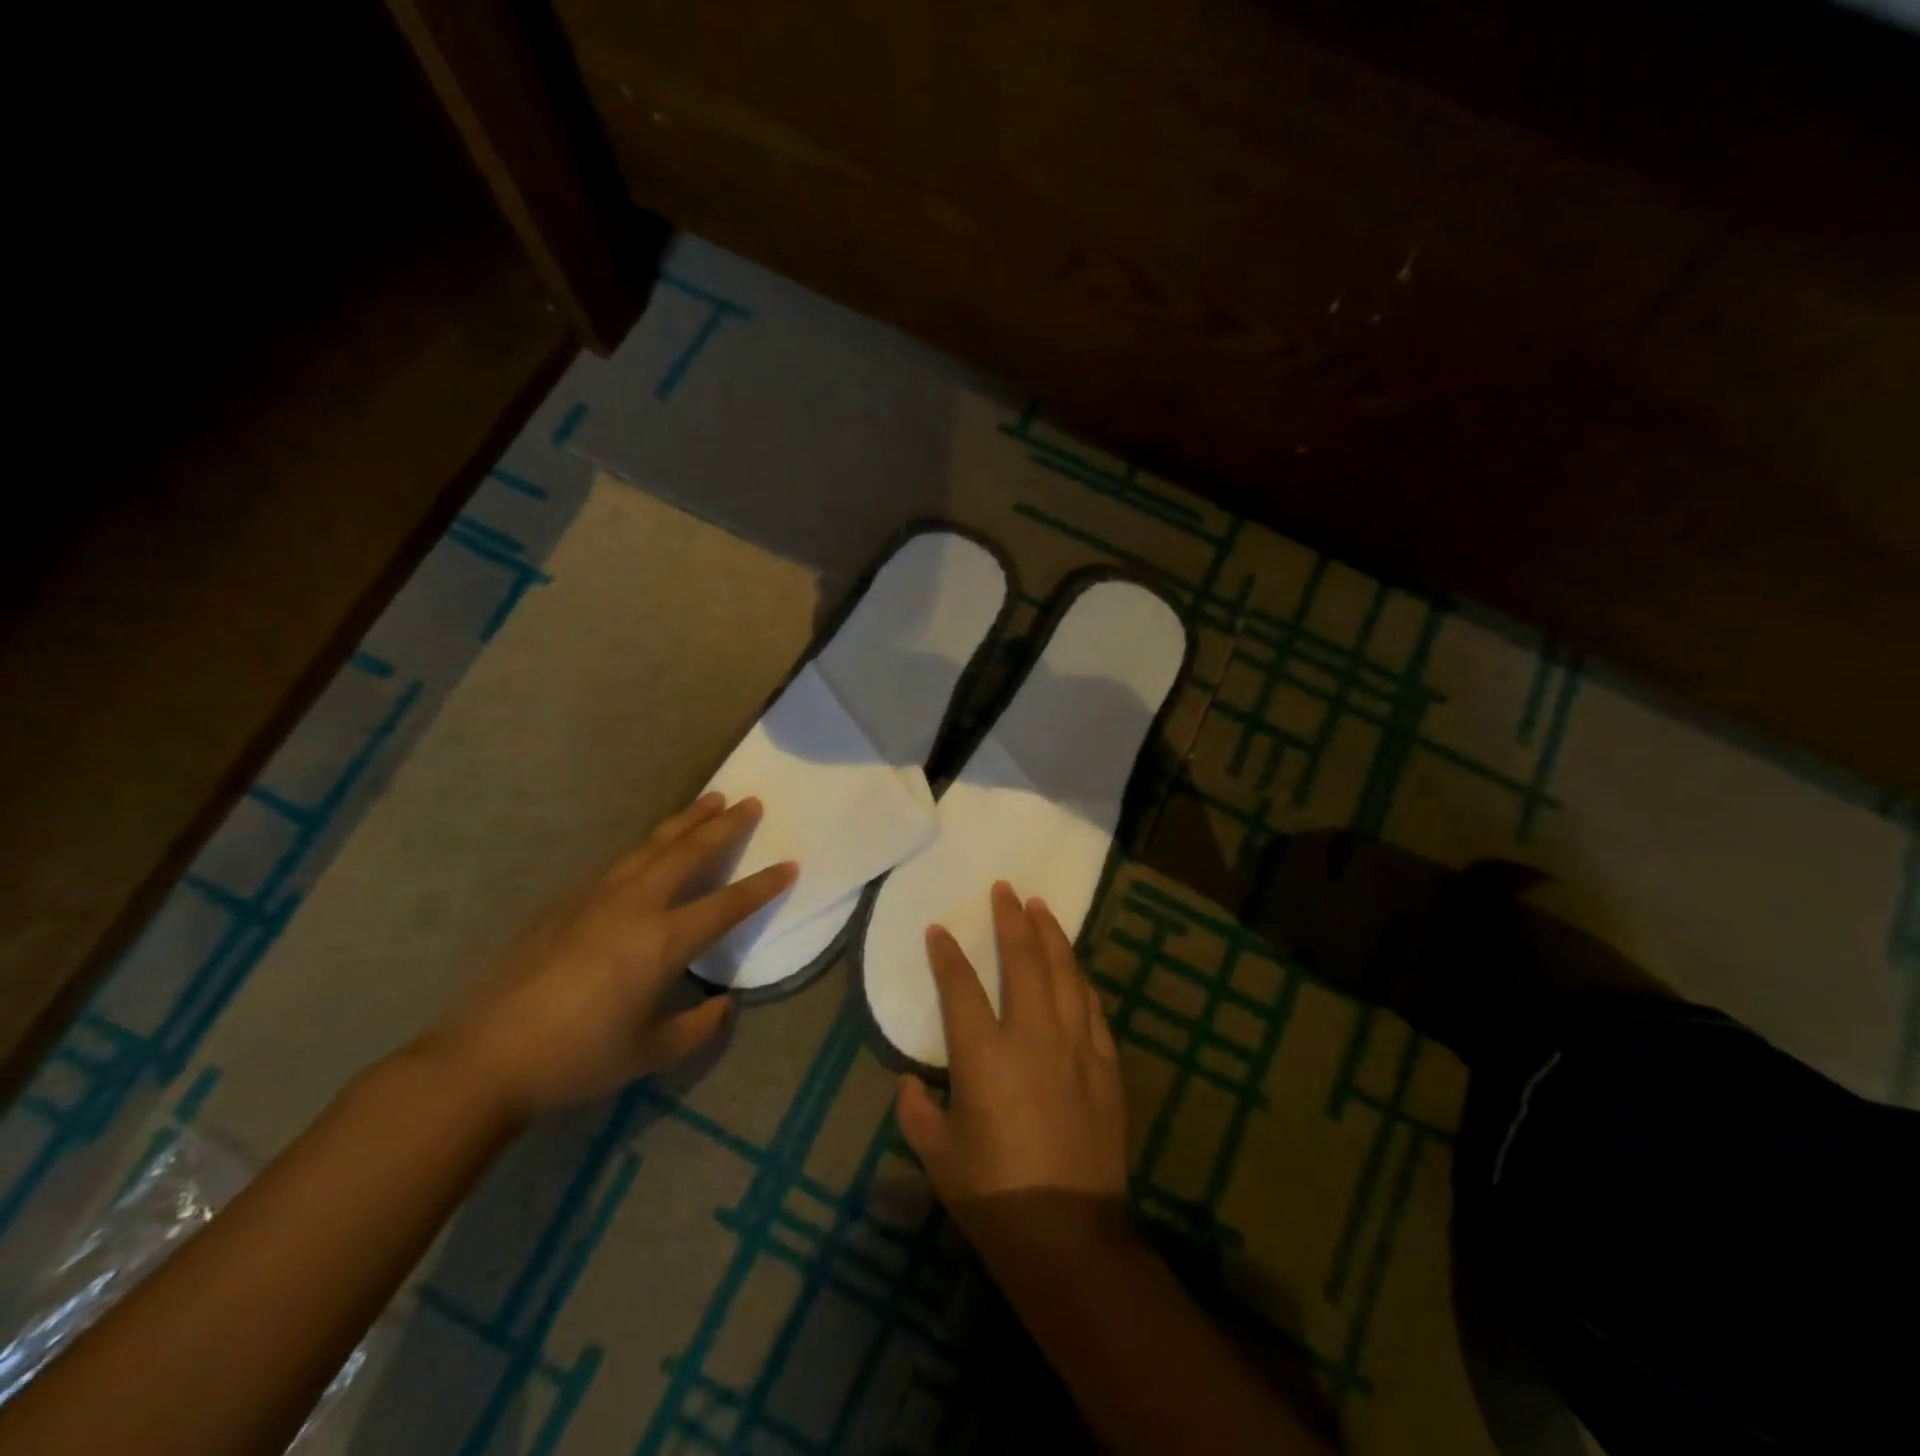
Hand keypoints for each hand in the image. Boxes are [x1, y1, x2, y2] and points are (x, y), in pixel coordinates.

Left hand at [426, 793, 795, 1120]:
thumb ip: (696, 1026)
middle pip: (690, 852)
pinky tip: (652, 846)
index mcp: (664, 941)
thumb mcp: (649, 1052)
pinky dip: (648, 844)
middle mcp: (636, 905)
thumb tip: (723, 1004)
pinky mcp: (568, 901)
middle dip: (725, 825)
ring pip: (652, 845)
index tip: (790, 864)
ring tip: (709, 799)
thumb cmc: (577, 1057)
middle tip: (750, 801)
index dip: (764, 885)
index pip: (728, 904)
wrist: (486, 1056)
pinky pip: (621, 861)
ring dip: (686, 821)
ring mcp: (598, 896)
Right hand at [895, 881, 1128, 1212]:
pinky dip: (1079, 979)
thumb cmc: (994, 1197)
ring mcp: (1075, 1045)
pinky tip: (1074, 967)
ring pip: (1064, 972)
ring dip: (1051, 935)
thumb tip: (909, 1082)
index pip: (960, 986)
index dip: (946, 954)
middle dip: (1011, 919)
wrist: (1070, 1235)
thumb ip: (916, 1111)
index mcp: (984, 1055)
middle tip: (1005, 889)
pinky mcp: (1105, 1063)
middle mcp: (1032, 1035)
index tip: (939, 929)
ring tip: (1041, 907)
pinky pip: (1091, 1007)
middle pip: (1022, 960)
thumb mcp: (938, 1157)